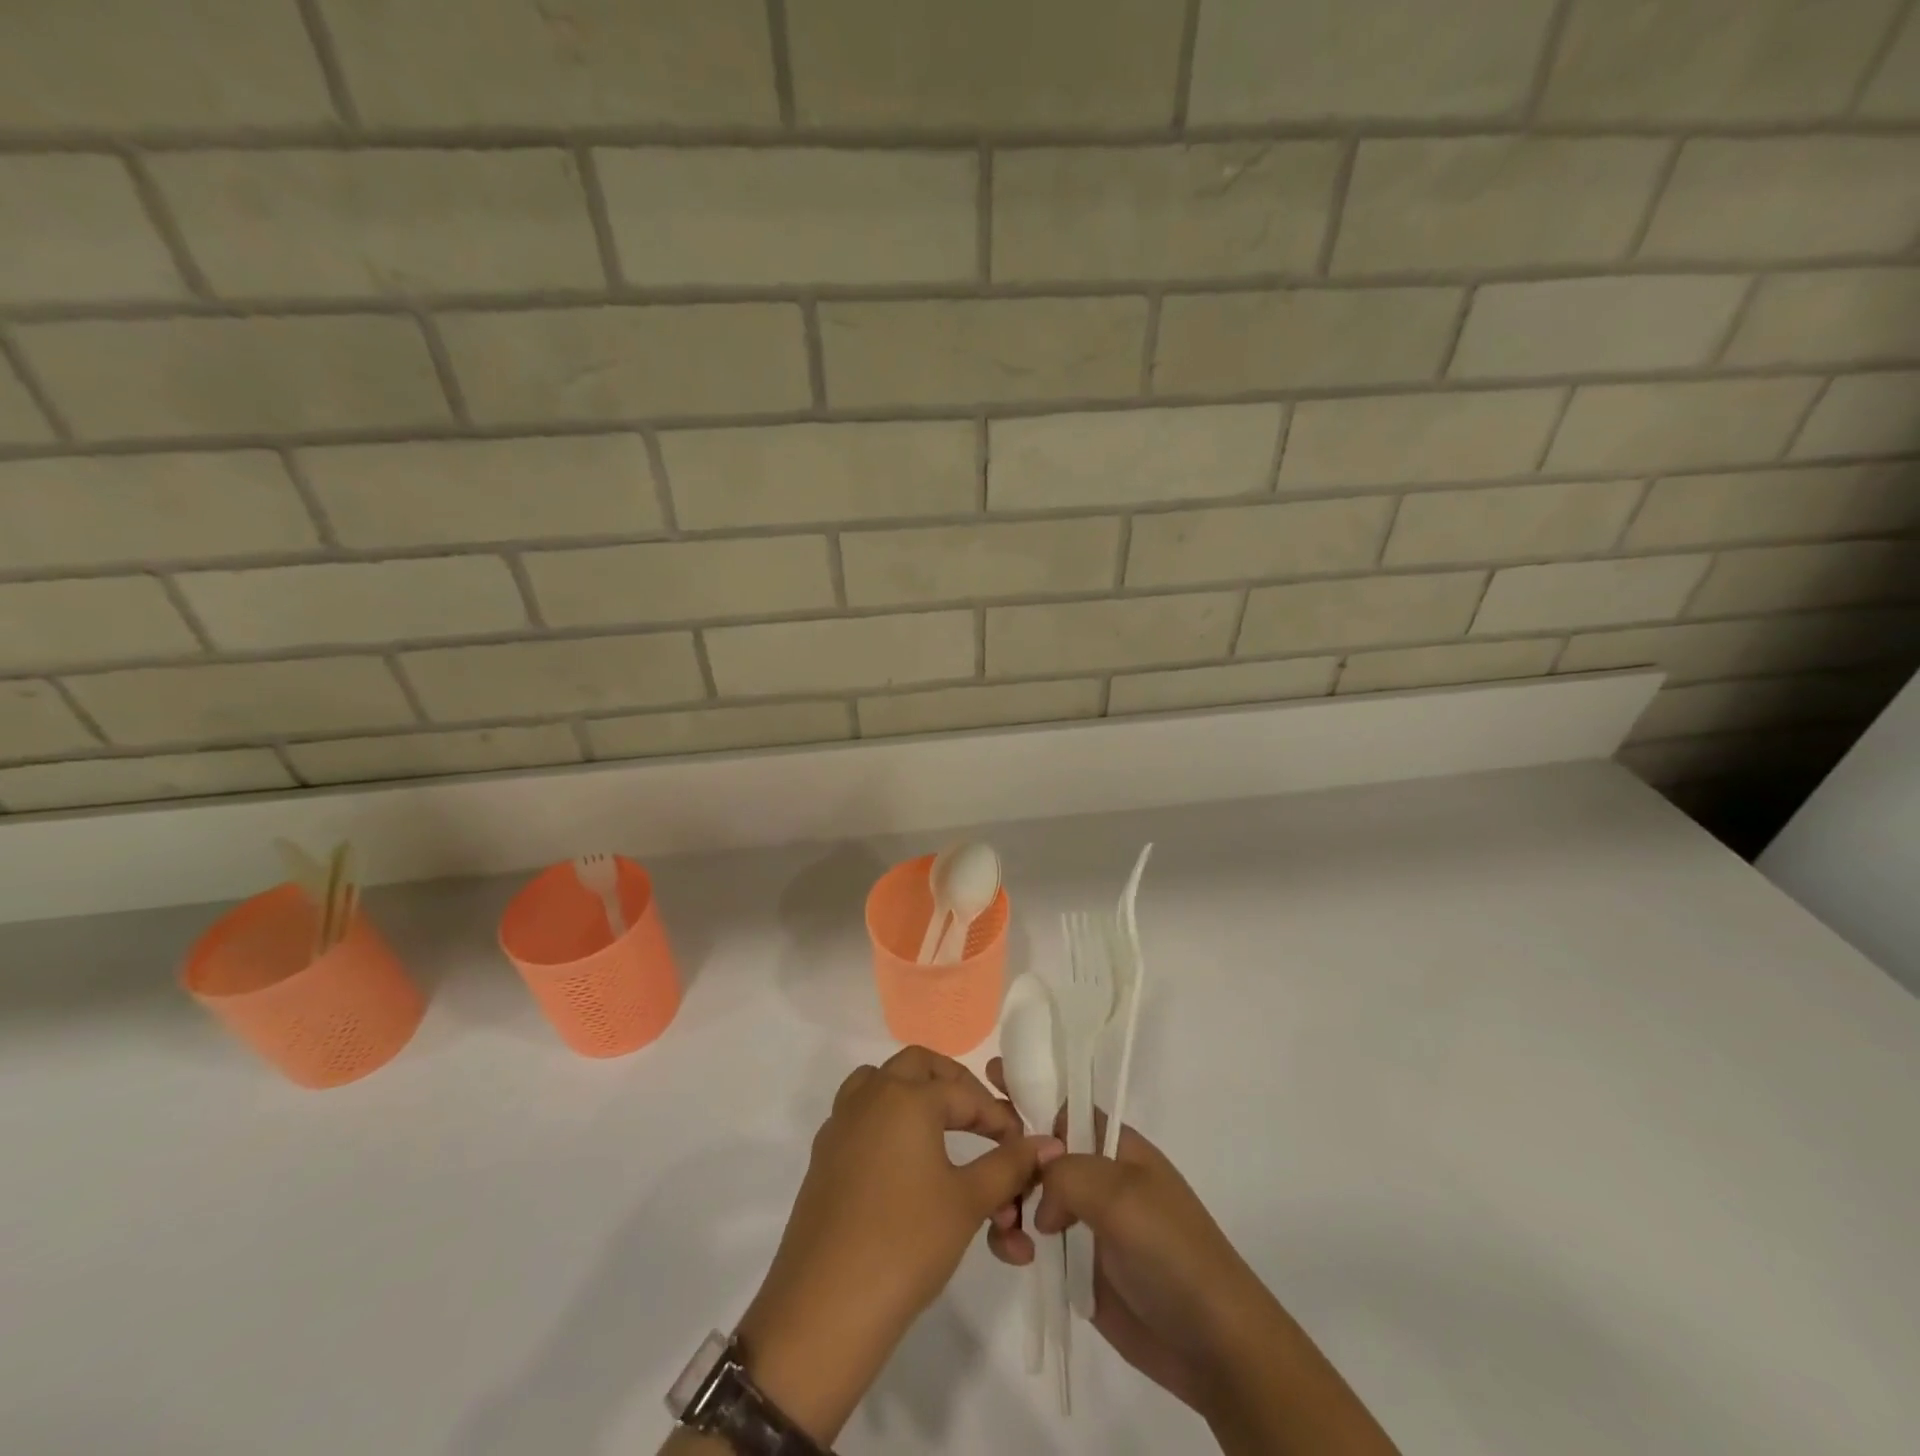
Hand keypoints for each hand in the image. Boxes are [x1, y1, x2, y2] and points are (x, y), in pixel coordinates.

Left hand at [736, 1048, 1059, 1443]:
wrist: (825, 1309)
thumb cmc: (906, 1244)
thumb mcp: (968, 1202)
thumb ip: (1009, 1166)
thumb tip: (1049, 1143)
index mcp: (906, 1097)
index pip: (965, 1094)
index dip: (999, 1119)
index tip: (1022, 1149)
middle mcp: (870, 1096)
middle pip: (917, 1066)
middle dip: (954, 1086)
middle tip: (980, 1120)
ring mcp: (841, 1124)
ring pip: (880, 1083)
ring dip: (913, 1094)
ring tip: (942, 1128)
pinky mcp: (824, 1156)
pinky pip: (860, 1116)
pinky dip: (886, 1121)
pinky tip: (904, 1162)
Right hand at [984, 1059, 1277, 1418]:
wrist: (1212, 1344)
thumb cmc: (1172, 1251)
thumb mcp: (1122, 1194)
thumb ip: (1068, 1174)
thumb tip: (1039, 1203)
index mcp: (1114, 1145)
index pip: (1064, 1103)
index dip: (1029, 1087)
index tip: (988, 1076)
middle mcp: (1096, 1175)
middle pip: (1037, 1148)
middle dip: (1007, 1151)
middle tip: (983, 1167)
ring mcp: (1084, 1221)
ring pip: (1027, 1194)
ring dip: (1006, 1202)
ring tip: (1005, 1226)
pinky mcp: (1075, 1266)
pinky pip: (1030, 1241)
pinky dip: (1014, 1243)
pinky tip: (1017, 1258)